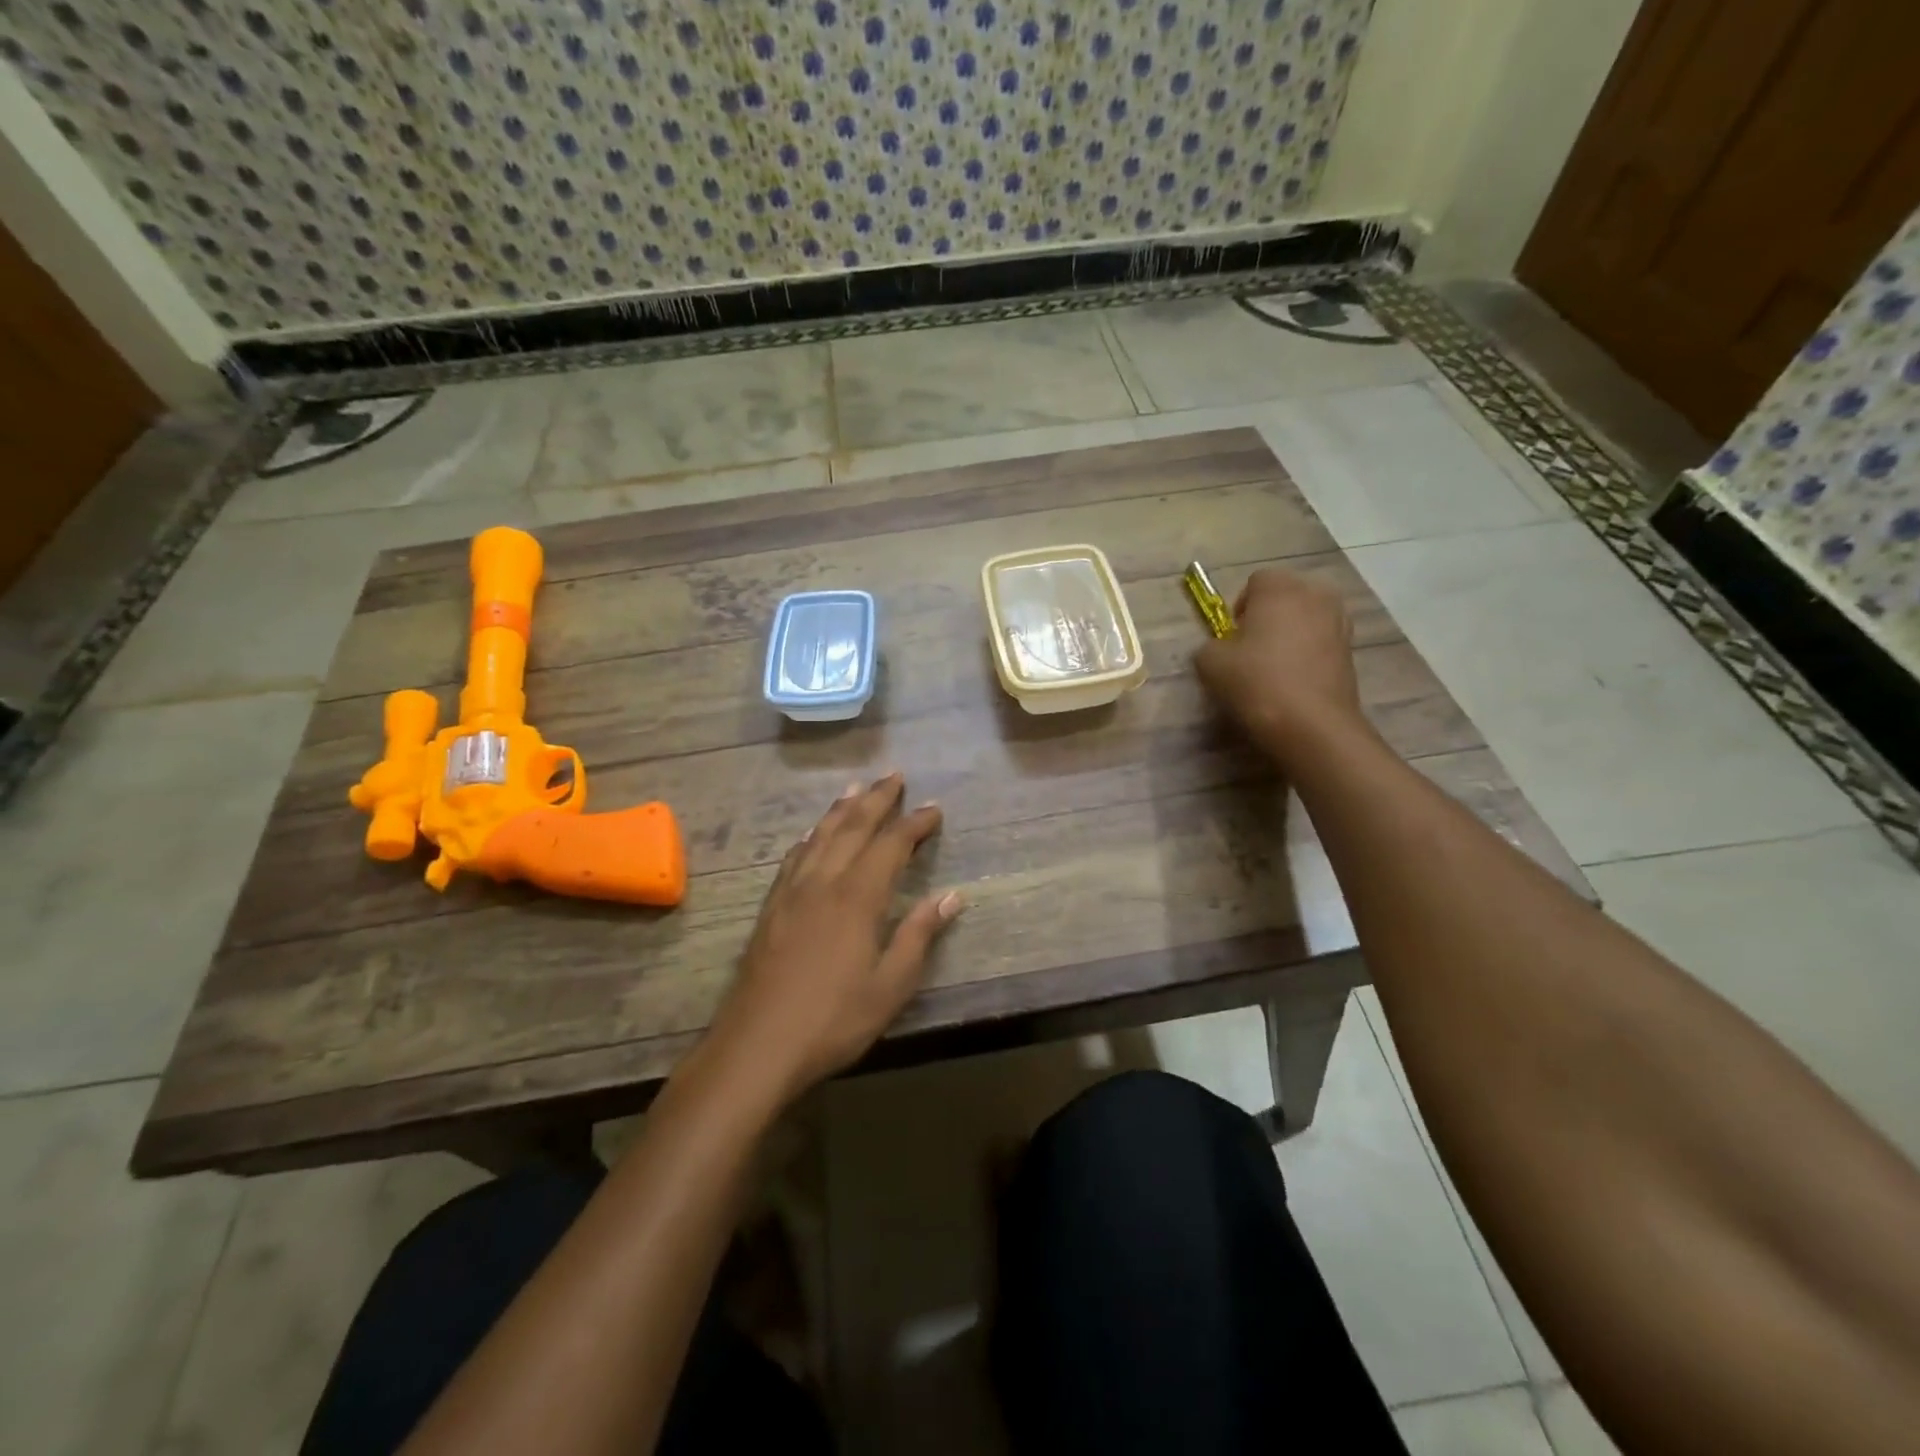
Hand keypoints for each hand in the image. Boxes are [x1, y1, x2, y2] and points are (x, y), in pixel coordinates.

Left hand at [709, 773, 961, 1104]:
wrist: (756, 1046)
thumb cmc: (833, 1020)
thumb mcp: (890, 986)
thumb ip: (918, 935)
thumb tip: (952, 896)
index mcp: (857, 897)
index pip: (891, 845)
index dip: (914, 823)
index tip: (934, 808)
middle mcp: (823, 882)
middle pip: (852, 827)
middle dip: (877, 799)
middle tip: (895, 775)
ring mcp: (792, 892)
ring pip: (820, 835)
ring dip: (841, 809)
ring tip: (856, 788)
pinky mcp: (771, 907)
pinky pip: (794, 857)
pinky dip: (810, 837)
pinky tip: (811, 835)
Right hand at [1195, 568, 1364, 761]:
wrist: (1311, 724)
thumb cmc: (1256, 682)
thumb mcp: (1210, 663)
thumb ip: (1210, 646)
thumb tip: (1220, 648)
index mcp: (1280, 587)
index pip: (1256, 581)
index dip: (1240, 607)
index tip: (1233, 636)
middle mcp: (1315, 594)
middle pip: (1286, 595)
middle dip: (1269, 615)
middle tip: (1252, 649)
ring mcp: (1339, 621)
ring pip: (1306, 617)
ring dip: (1291, 633)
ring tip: (1275, 666)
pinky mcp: (1352, 649)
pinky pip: (1321, 640)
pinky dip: (1308, 652)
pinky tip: (1294, 680)